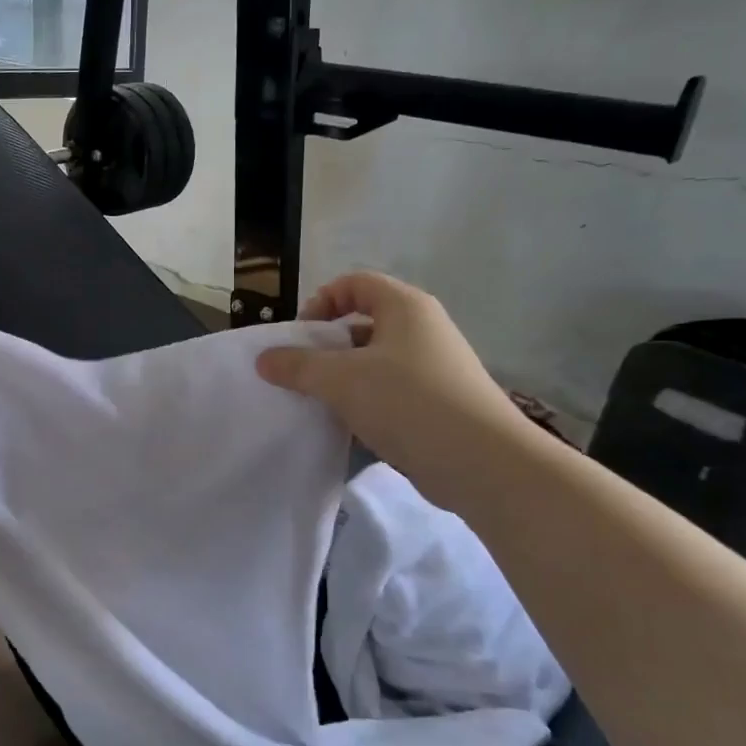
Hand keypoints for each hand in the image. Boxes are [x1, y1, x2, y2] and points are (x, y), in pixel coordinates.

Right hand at [255, 272, 525, 489]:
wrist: (481, 462)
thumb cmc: (408, 402)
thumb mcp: (342, 380)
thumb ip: (298, 366)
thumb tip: (264, 359)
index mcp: (405, 307)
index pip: (355, 283)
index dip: (321, 301)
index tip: (300, 337)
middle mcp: (423, 329)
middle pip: (363, 323)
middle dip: (328, 346)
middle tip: (303, 374)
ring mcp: (434, 368)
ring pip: (375, 362)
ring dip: (344, 380)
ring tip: (321, 404)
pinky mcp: (438, 403)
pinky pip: (391, 393)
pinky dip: (366, 404)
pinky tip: (349, 429)